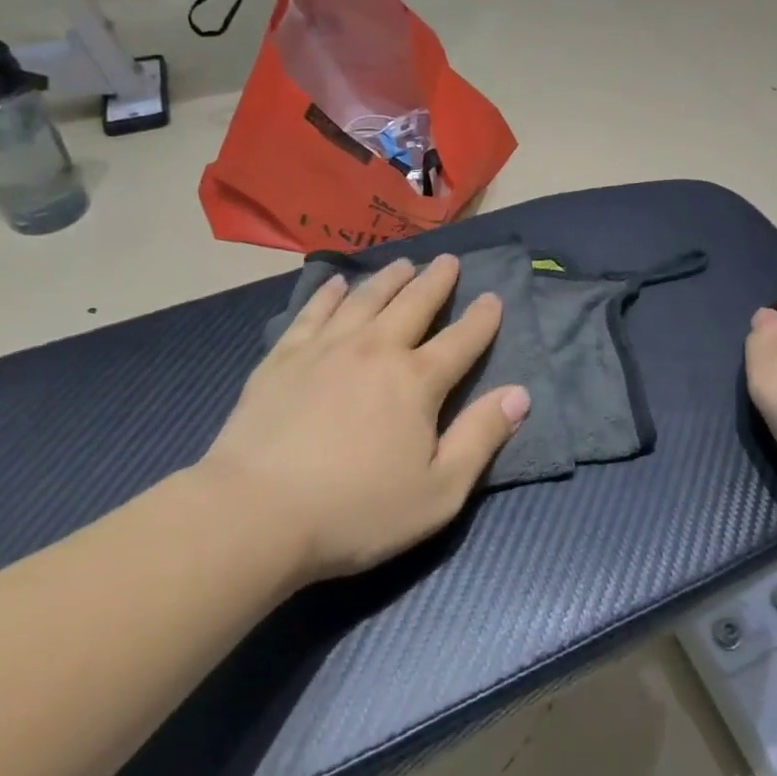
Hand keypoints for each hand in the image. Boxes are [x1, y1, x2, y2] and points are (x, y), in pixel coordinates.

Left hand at [198, 255, 529, 583]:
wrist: (256, 514)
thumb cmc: (356, 511)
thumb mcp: (438, 492)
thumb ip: (481, 438)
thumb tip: (520, 394)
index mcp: (417, 381)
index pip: (461, 340)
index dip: (482, 319)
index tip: (493, 298)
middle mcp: (376, 349)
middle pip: (414, 304)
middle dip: (436, 281)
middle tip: (448, 260)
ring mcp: (327, 348)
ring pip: (366, 298)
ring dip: (389, 278)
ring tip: (403, 264)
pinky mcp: (285, 356)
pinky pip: (314, 312)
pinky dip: (329, 294)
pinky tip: (336, 284)